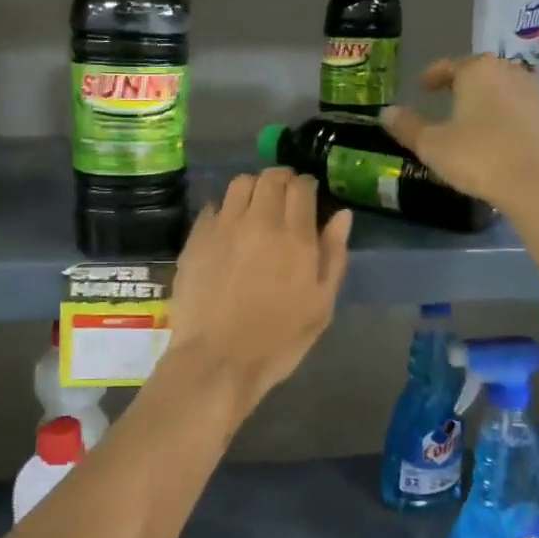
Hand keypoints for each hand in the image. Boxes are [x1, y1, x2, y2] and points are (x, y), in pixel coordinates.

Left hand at [164, 169, 351, 407]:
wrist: (217, 360)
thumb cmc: (278, 340)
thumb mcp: (321, 305)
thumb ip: (333, 255)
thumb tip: (342, 215)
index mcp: (294, 236)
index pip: (302, 187)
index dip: (307, 186)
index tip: (309, 196)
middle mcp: (258, 221)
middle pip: (270, 178)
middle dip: (282, 180)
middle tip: (285, 196)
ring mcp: (222, 227)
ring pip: (239, 184)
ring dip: (253, 188)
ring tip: (256, 206)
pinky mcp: (196, 239)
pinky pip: (212, 207)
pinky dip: (225, 208)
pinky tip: (228, 228)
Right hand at [380, 55, 538, 223]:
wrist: (537, 185)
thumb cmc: (478, 158)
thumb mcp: (432, 145)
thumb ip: (407, 126)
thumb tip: (386, 112)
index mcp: (477, 71)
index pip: (450, 66)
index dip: (433, 76)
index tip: (423, 87)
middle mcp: (510, 71)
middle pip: (481, 73)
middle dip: (464, 84)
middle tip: (449, 101)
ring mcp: (537, 90)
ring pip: (506, 88)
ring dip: (490, 99)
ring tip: (477, 118)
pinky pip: (525, 107)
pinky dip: (511, 115)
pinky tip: (504, 134)